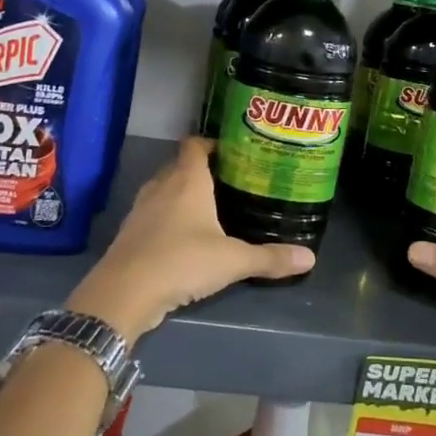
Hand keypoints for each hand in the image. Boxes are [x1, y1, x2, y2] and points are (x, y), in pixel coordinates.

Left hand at [66, 137, 312, 341]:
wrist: (124, 292)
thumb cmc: (182, 261)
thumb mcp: (233, 261)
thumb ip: (270, 258)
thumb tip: (310, 258)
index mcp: (187, 180)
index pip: (195, 145)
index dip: (211, 143)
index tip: (232, 151)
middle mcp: (161, 186)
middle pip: (179, 165)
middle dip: (200, 170)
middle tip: (229, 181)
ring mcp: (141, 209)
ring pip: (164, 190)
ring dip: (181, 194)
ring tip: (209, 207)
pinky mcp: (130, 232)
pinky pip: (153, 214)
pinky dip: (167, 217)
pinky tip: (183, 237)